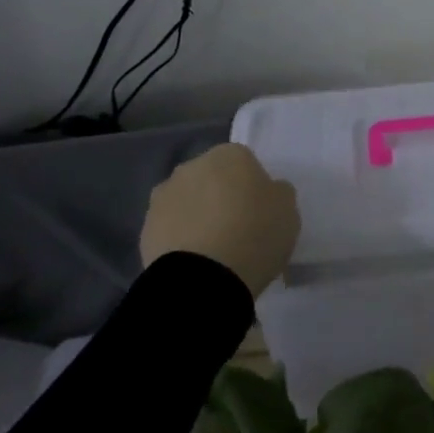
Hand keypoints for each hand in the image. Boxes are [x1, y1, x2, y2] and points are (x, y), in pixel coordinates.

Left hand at [141, 143, 299, 297]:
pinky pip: (171, 229)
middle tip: (237, 229)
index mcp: (230, 154)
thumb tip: (268, 191)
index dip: (253, 187)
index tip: (260, 212)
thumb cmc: (255, 234)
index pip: (245, 162)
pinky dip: (180, 240)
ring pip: (188, 202)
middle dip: (221, 197)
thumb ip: (278, 193)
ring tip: (213, 251)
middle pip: (212, 178)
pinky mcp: (146, 228)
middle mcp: (192, 166)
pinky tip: (195, 262)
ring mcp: (164, 196)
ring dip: (197, 217)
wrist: (203, 278)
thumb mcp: (288, 211)